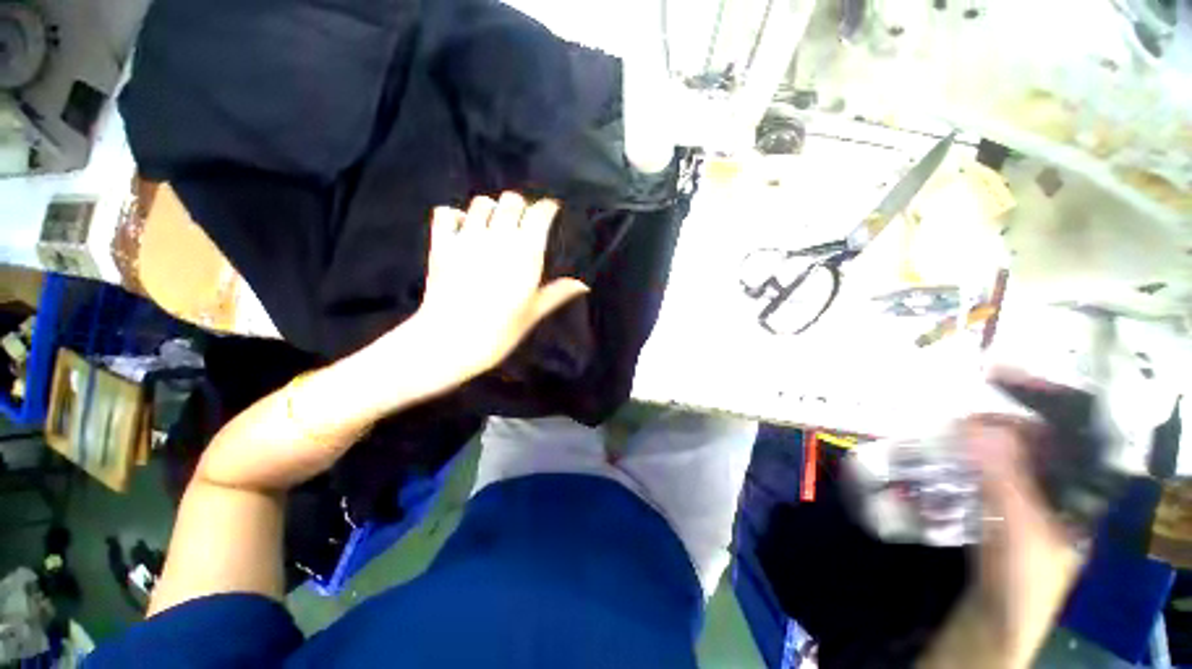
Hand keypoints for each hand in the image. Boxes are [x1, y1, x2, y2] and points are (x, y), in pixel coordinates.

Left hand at [405, 192, 588, 378]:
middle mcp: (498, 237)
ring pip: (481, 202)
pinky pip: (445, 213)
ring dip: (487, 209)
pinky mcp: (441, 244)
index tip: (548, 214)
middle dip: (517, 206)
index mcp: (526, 252)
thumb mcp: (530, 315)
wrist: (448, 343)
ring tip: (488, 224)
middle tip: (517, 221)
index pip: (541, 212)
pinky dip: (452, 216)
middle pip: (511, 200)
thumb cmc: (496, 334)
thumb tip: (582, 284)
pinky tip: (458, 228)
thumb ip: (555, 294)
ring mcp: (467, 238)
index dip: (546, 209)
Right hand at [962, 416, 1084, 666]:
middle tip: (967, 412)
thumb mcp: (1021, 535)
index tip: (1003, 374)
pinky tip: (953, 467)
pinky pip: (990, 491)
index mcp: (1078, 492)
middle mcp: (1058, 496)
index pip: (1066, 428)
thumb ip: (1003, 479)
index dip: (1040, 397)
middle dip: (1003, 424)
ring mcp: (1028, 515)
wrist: (985, 650)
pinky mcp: (1000, 532)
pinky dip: (973, 476)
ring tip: (954, 433)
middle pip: (1036, 444)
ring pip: (1011, 467)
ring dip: (984, 450)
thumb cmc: (1022, 595)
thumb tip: (973, 425)